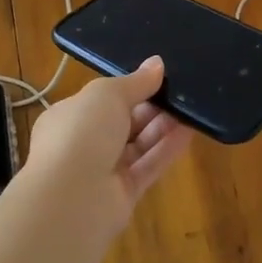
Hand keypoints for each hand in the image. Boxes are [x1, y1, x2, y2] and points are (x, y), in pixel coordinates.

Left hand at [22, 57, 192, 229]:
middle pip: (124, 122)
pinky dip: (168, 149)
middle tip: (181, 90)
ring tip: (192, 106)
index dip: (130, 88)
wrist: (70, 199)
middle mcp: (84, 144)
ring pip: (138, 144)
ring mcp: (103, 172)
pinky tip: (190, 131)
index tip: (158, 76)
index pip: (102, 100)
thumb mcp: (108, 94)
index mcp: (69, 116)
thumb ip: (136, 81)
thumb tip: (157, 63)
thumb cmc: (81, 133)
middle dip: (150, 106)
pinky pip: (149, 166)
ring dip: (163, 126)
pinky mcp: (124, 195)